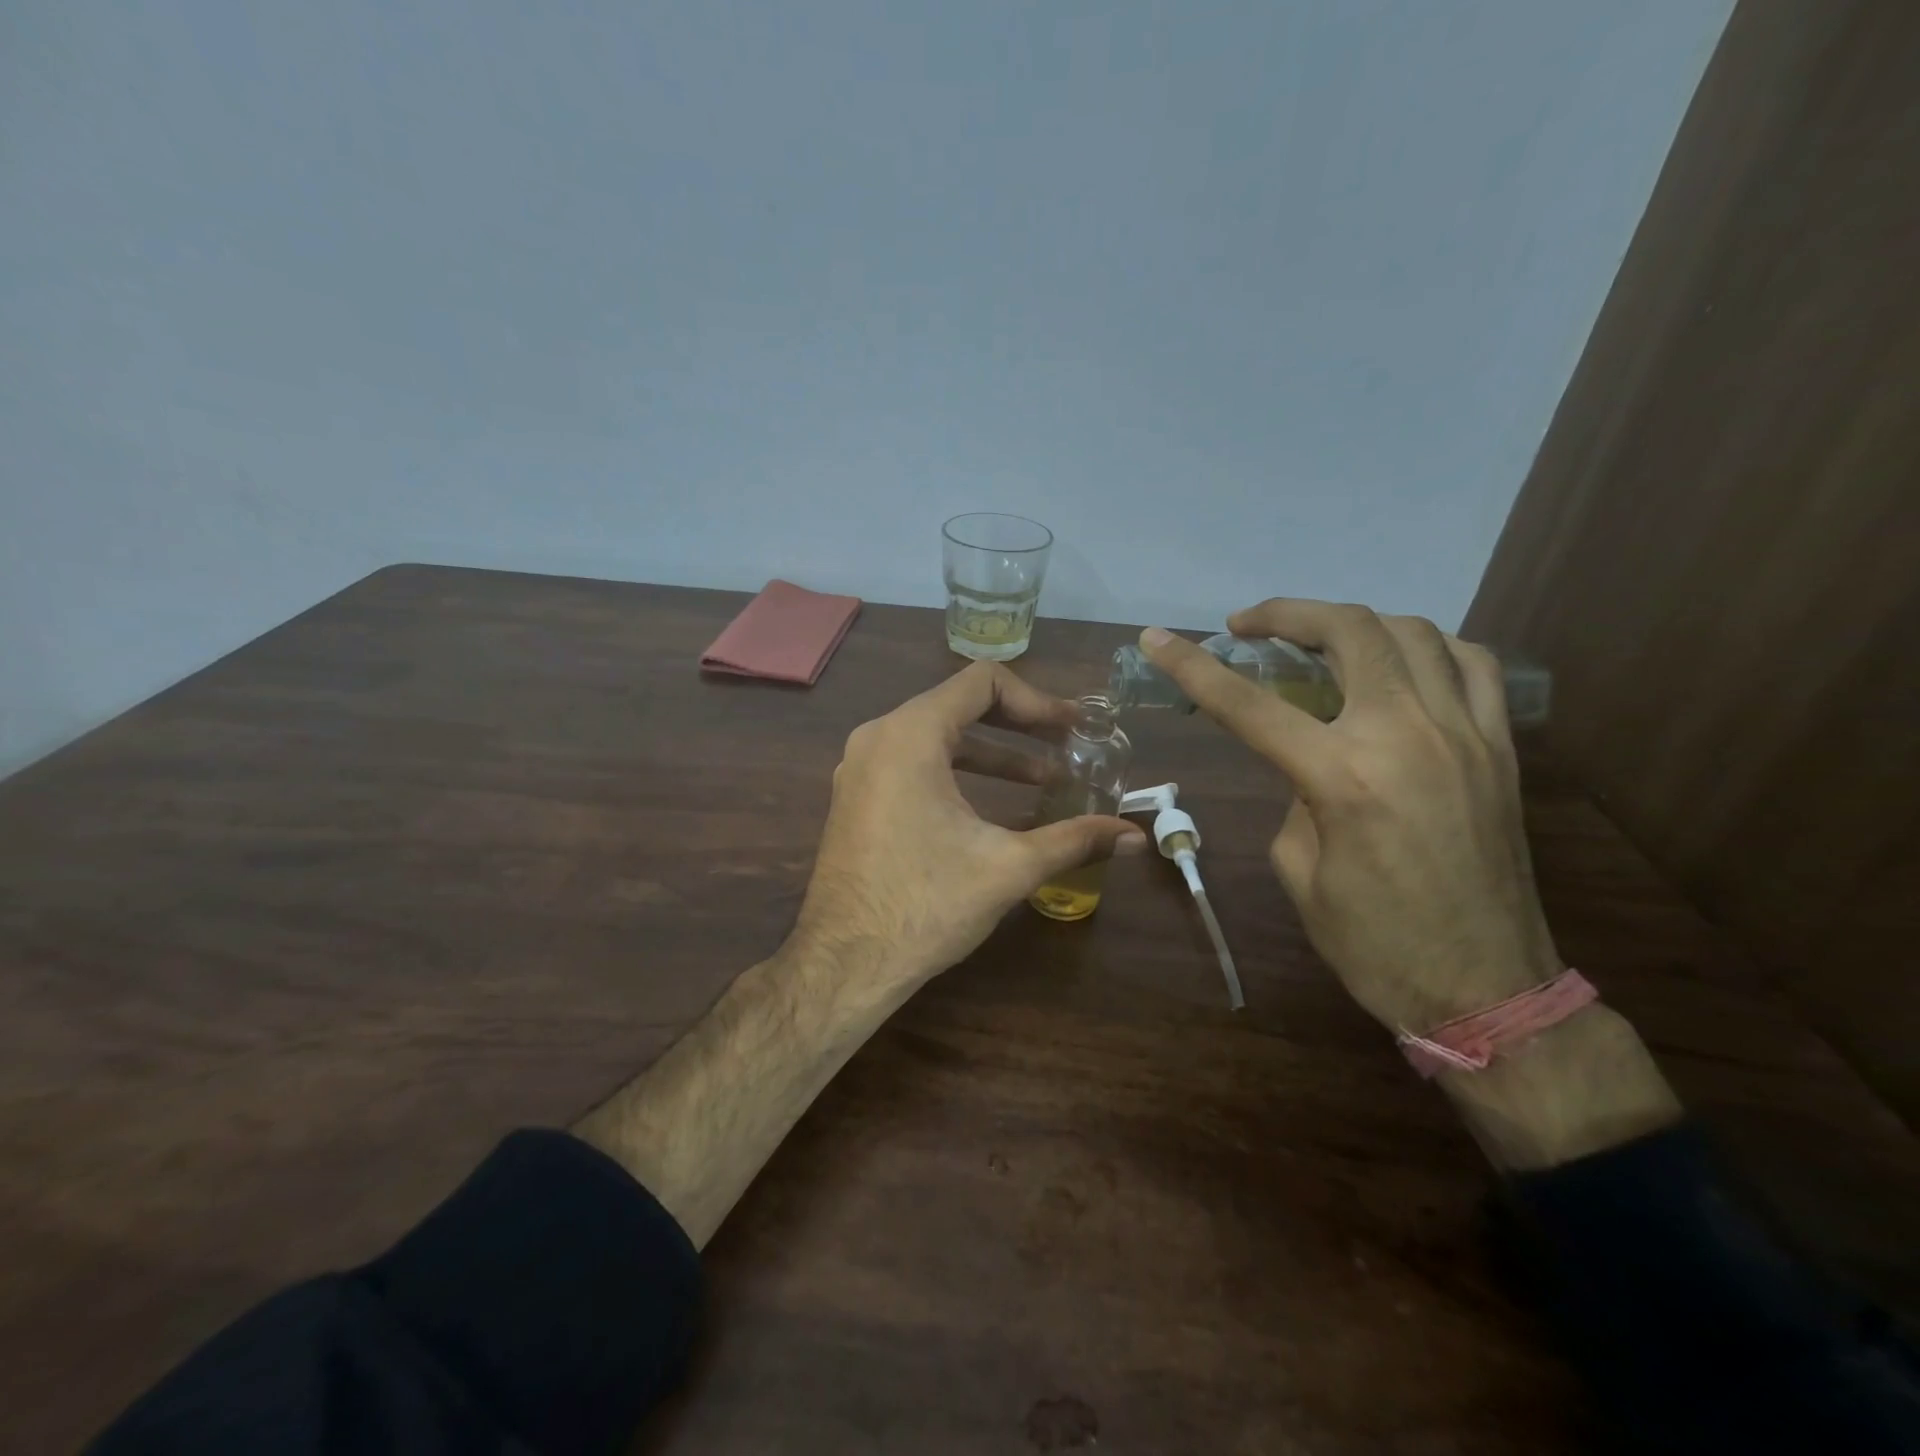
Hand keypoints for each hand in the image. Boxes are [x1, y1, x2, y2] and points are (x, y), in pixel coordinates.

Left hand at [791, 662, 1146, 990]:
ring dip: (992, 753)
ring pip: (936, 737)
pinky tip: (994, 805)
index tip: (1072, 730)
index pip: (982, 682)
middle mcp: (879, 737)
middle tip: (1067, 746)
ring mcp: (861, 767)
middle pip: (959, 704)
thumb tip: (1135, 837)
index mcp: (910, 735)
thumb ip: (1074, 840)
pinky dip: (958, 771)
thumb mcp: (1008, 867)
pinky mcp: (857, 796)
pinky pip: (913, 762)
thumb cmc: (926, 905)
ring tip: (1044, 780)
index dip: (1036, 700)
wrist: (845, 963)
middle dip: (1020, 725)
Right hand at [1140, 601, 1562, 1032]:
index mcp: (1342, 777)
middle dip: (1287, 614)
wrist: (1488, 990)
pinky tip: (1400, 660)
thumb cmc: (1374, 944)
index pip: (1250, 704)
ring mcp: (1464, 735)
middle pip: (1348, 632)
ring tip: (1318, 638)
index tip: (1156, 639)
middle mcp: (1407, 736)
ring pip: (1413, 633)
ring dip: (1353, 623)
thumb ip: (1295, 797)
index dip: (1193, 666)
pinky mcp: (1500, 749)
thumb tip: (1308, 761)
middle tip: (1248, 626)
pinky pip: (1472, 665)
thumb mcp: (1300, 871)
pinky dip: (1427, 646)